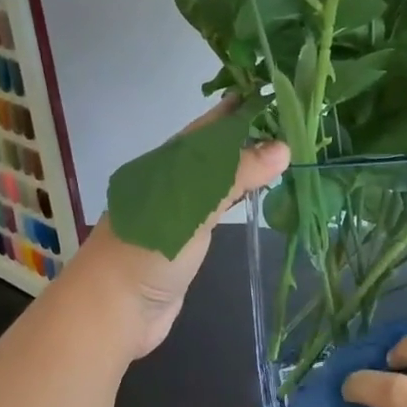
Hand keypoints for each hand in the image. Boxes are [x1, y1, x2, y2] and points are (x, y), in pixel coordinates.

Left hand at [63, 112, 289, 361]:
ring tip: (281, 154)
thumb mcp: (191, 206)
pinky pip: (215, 211)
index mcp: (164, 166)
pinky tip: (255, 197)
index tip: (277, 95)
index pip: (208, 129)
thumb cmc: (147, 251)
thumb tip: (283, 148)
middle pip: (212, 153)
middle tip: (291, 124)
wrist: (114, 310)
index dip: (239, 111)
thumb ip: (233, 177)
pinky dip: (236, 199)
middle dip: (246, 137)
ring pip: (214, 182)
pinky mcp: (184, 243)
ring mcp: (176, 215)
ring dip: (243, 168)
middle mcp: (170, 184)